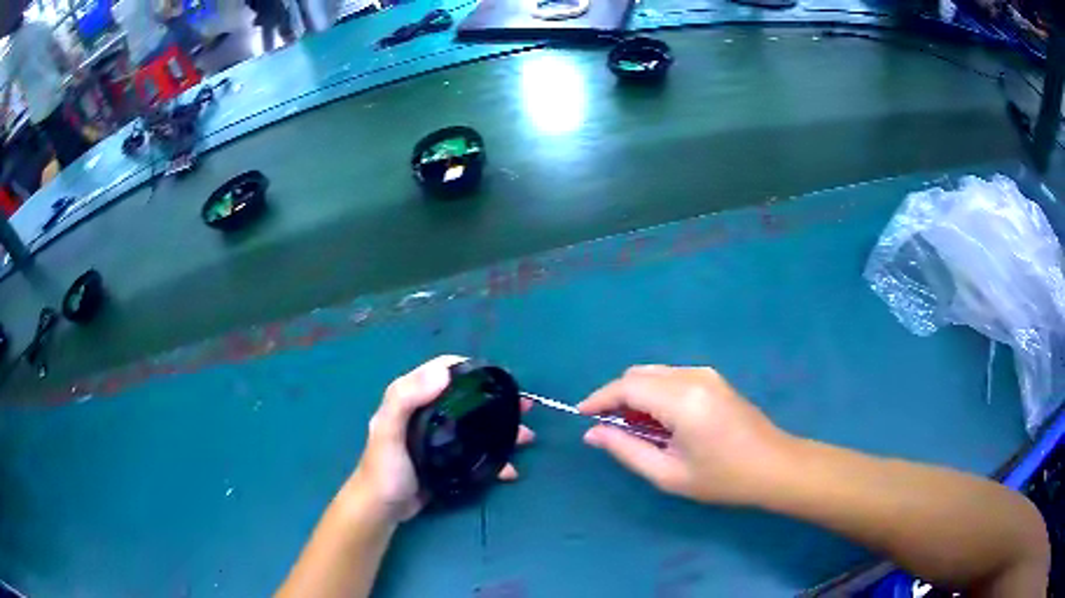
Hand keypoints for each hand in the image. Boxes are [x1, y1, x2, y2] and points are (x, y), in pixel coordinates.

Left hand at [350, 356, 534, 523]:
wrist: (381, 510)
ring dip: (502, 430)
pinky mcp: (448, 461)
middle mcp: (427, 413)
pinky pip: (477, 454)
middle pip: (467, 398)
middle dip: (497, 400)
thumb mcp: (388, 431)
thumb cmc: (383, 469)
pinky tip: (510, 471)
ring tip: (527, 437)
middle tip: (525, 406)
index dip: (471, 369)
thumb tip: (444, 373)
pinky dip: (495, 460)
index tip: (500, 377)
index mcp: (411, 399)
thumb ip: (406, 399)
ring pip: (477, 426)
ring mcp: (439, 439)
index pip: (442, 371)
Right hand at [579, 365, 792, 505]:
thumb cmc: (722, 478)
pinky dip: (654, 394)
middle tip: (607, 429)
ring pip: (654, 374)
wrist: (774, 466)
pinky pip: (671, 378)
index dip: (599, 399)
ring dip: (635, 395)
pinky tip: (658, 422)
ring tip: (632, 429)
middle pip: (638, 374)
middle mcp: (692, 376)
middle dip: (616, 397)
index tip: (580, 416)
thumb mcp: (668, 474)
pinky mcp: (713, 379)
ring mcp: (706, 374)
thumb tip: (594, 433)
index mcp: (682, 400)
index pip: (627, 387)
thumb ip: (626, 450)